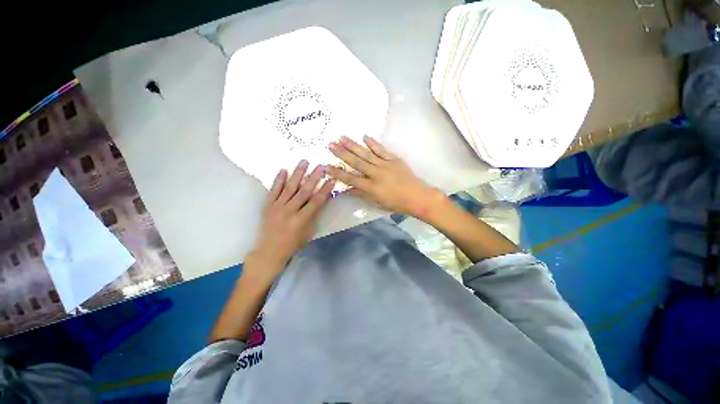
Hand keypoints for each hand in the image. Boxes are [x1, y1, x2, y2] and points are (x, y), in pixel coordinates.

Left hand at [248, 160, 334, 282]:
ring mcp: (277, 206)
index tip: (331, 179)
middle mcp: (289, 211)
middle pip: (304, 191)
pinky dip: (278, 179)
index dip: (325, 190)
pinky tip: (283, 169)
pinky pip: (273, 190)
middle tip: (320, 166)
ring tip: (304, 161)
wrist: (269, 250)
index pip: (316, 201)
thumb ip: (314, 215)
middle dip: (314, 178)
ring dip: (297, 173)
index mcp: (301, 220)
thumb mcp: (308, 232)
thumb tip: (322, 200)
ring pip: (289, 187)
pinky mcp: (267, 205)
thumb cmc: (293, 243)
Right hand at [327, 136, 443, 218]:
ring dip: (353, 145)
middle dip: (342, 153)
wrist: (417, 197)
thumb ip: (361, 194)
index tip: (327, 166)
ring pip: (366, 154)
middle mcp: (376, 174)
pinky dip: (373, 143)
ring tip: (342, 138)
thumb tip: (347, 190)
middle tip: (330, 144)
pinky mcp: (394, 159)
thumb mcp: (377, 202)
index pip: (351, 179)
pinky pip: (382, 150)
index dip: (338, 173)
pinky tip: (364, 136)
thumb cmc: (396, 203)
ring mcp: (385, 165)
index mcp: (371, 187)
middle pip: (356, 162)